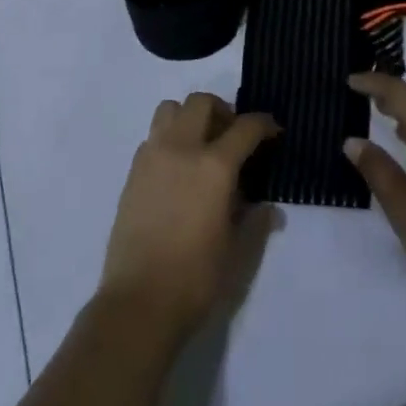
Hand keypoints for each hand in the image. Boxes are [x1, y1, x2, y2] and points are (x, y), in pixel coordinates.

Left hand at [98, 93, 278, 339]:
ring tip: (201, 144)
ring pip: (171, 109)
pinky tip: (177, 169)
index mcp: (214, 166)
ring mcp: (152, 156)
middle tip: (233, 135)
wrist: (138, 303)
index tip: (273, 132)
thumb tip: (268, 208)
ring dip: (190, 116)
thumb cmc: (195, 279)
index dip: (263, 125)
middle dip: (223, 110)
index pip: (245, 127)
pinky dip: (169, 138)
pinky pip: (153, 136)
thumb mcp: (237, 252)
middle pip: (202, 102)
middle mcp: (182, 148)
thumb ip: (255, 222)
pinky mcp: (133, 172)